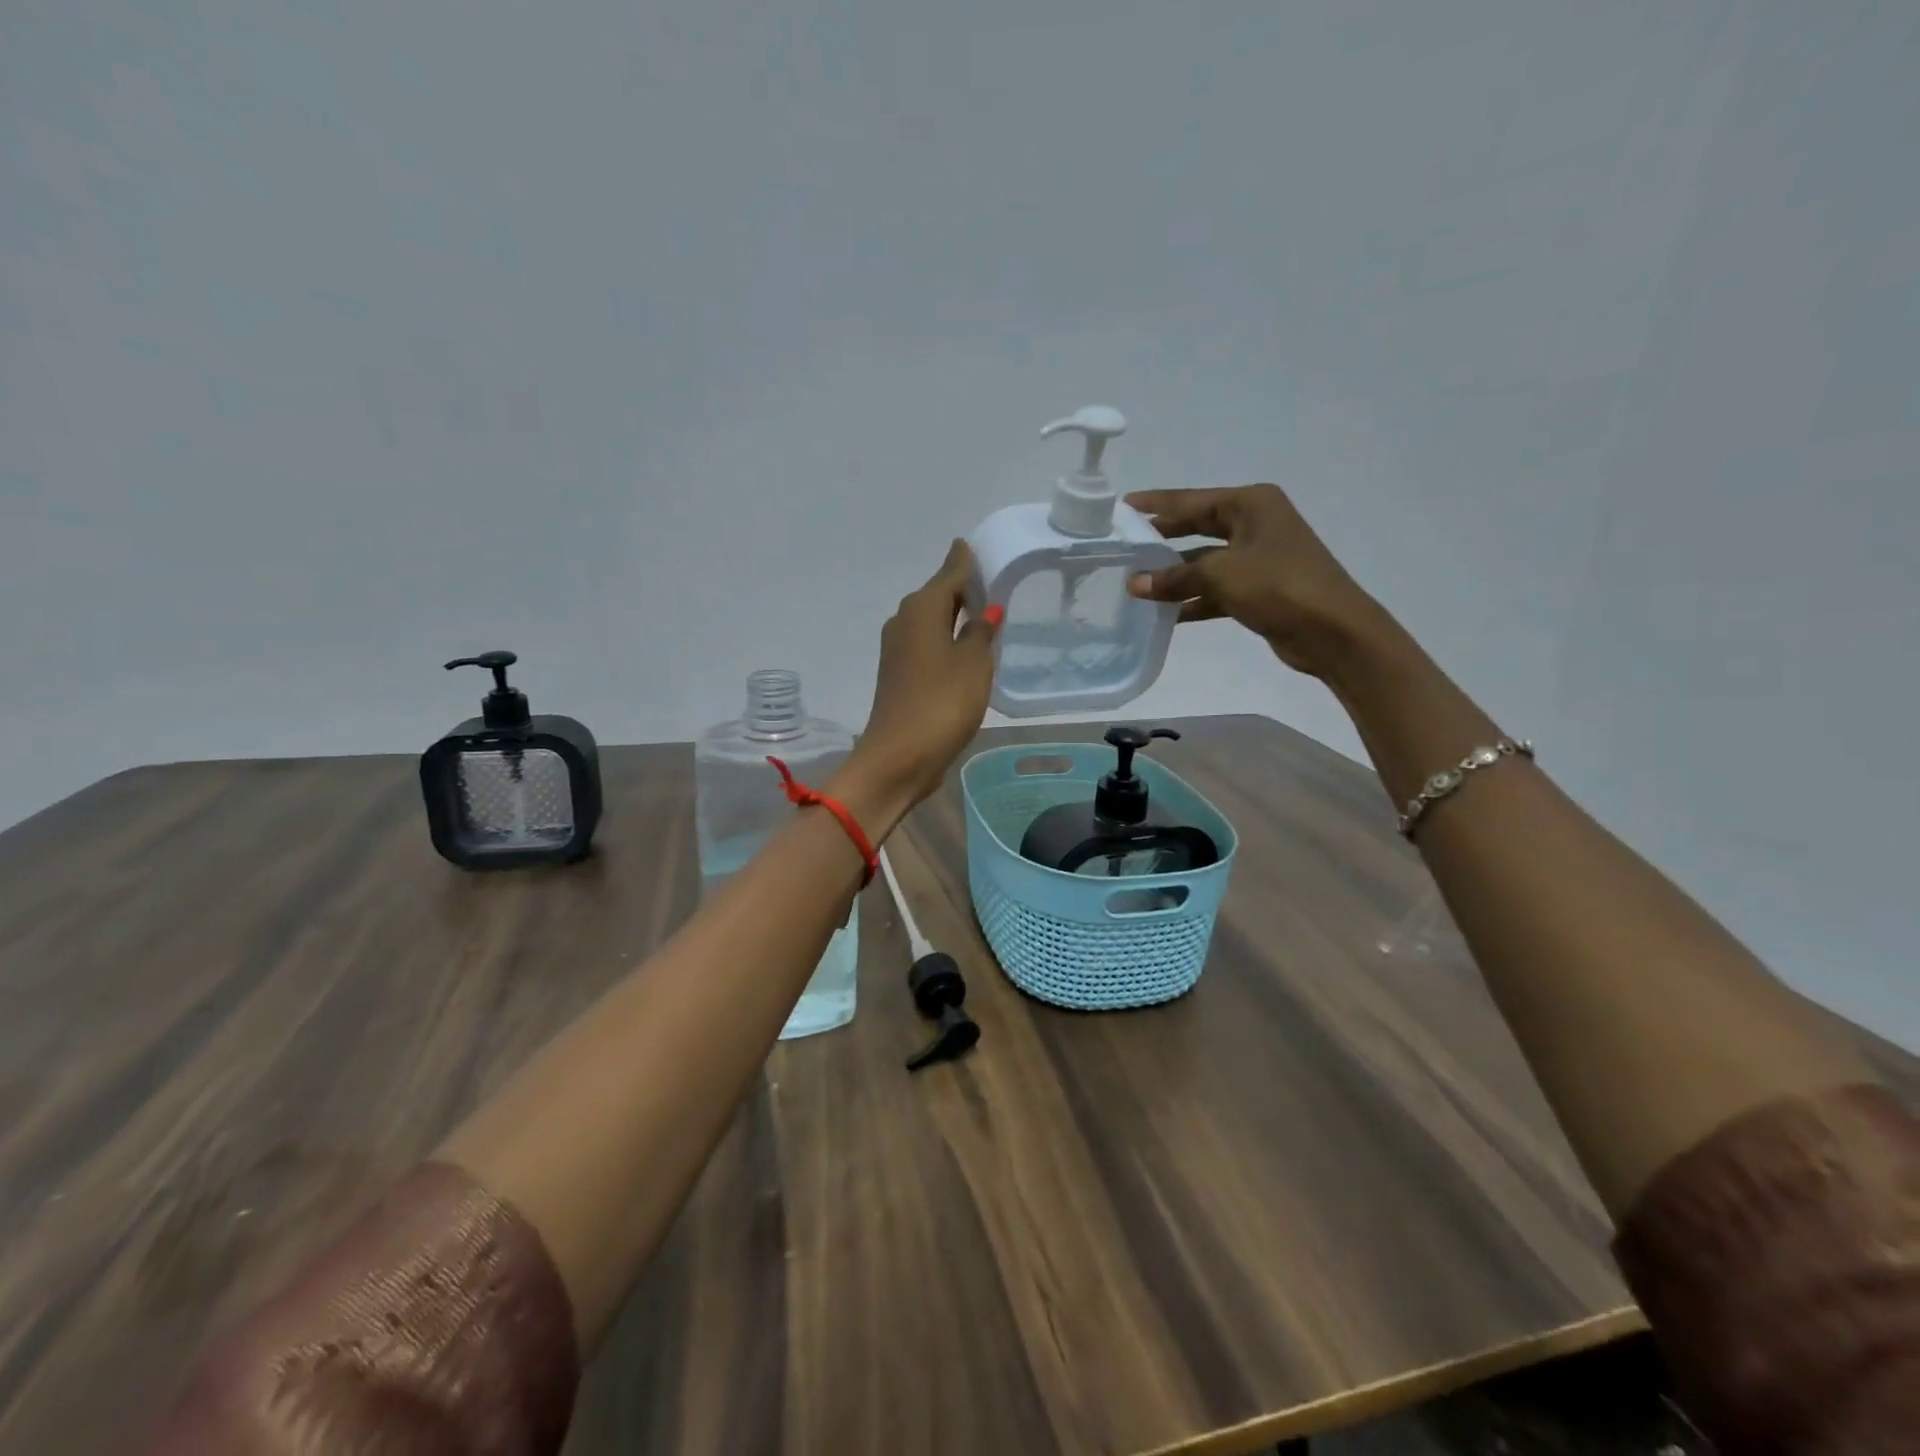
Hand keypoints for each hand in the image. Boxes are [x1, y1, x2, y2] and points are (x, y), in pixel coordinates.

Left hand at [841, 540, 1001, 816]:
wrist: (899, 757)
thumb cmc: (942, 703)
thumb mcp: (973, 664)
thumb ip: (980, 633)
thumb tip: (985, 610)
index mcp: (922, 609)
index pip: (949, 572)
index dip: (964, 561)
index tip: (974, 547)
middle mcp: (903, 621)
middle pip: (937, 595)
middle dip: (961, 588)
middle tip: (991, 583)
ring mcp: (896, 649)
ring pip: (930, 621)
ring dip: (953, 616)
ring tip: (984, 615)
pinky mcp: (897, 674)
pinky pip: (926, 644)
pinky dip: (944, 640)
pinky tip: (964, 649)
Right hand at [1124, 484, 1382, 680]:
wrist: (1333, 631)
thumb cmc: (1278, 586)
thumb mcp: (1221, 575)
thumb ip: (1175, 578)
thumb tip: (1135, 584)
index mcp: (1251, 505)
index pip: (1192, 500)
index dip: (1157, 504)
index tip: (1123, 505)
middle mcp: (1255, 524)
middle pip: (1197, 528)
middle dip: (1163, 539)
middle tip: (1125, 544)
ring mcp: (1258, 558)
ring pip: (1205, 562)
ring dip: (1175, 575)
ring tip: (1136, 584)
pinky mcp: (1259, 589)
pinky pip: (1216, 589)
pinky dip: (1193, 599)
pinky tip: (1165, 613)